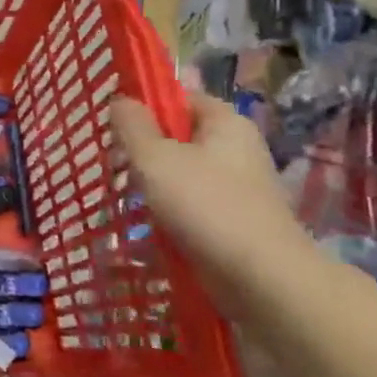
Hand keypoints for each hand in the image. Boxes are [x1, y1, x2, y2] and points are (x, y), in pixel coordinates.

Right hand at [109, 90, 304, 297]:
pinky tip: (150, 222)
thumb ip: (131, 124)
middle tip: (114, 163)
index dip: (146, 106)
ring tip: (126, 196)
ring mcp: (240, 186)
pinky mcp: (236, 219)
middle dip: (144, 149)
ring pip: (183, 171)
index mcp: (225, 122)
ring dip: (154, 182)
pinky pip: (194, 202)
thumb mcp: (154, 157)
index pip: (180, 97)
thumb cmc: (204, 206)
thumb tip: (120, 99)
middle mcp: (237, 148)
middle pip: (179, 136)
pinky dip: (170, 209)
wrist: (261, 279)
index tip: (116, 127)